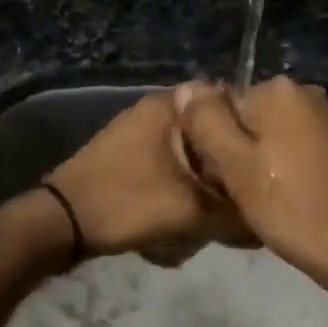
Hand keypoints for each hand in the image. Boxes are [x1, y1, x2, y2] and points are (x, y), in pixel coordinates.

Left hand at [45, 92, 251, 265]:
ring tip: (215, 211)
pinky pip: (170, 164)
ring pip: (191, 152)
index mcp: (170, 105)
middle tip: (241, 195)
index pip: (230, 102)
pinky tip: (185, 214)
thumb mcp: (192, 211)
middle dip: (226, 164)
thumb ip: (236, 212)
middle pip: (211, 131)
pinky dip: (182, 185)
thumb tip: (266, 217)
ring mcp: (137, 130)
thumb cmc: (127, 203)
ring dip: (204, 180)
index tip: (266, 161)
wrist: (61, 223)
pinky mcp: (127, 154)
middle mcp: (155, 109)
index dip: (252, 132)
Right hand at [174, 78, 327, 301]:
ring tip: (262, 199)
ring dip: (261, 161)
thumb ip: (206, 121)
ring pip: (272, 135)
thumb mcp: (235, 166)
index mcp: (279, 90)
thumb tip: (185, 86)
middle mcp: (306, 92)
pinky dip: (286, 167)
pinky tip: (287, 197)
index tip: (219, 177)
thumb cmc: (290, 207)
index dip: (213, 142)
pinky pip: (296, 147)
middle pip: (249, 118)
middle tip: (239, 192)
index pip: (222, 106)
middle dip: (238, 150)